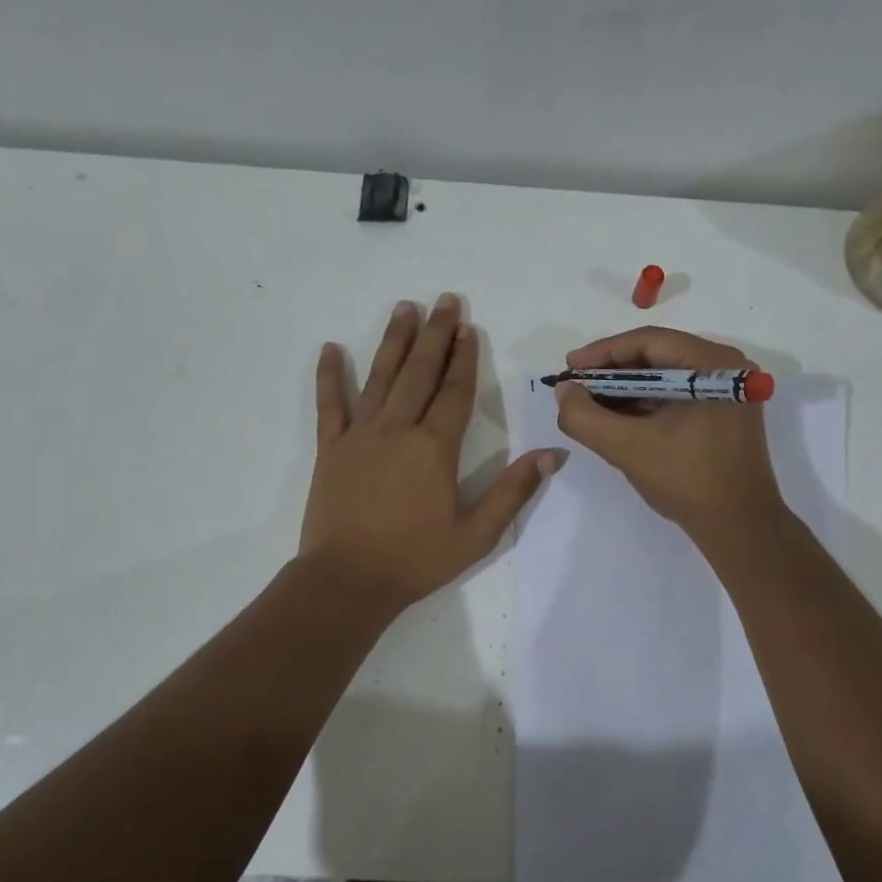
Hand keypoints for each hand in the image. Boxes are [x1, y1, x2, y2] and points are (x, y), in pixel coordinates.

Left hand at [300, 295, 560, 611]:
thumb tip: (552, 455)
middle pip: (420, 371)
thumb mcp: (477, 533)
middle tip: (444, 300)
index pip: (454, 391)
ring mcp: (360, 435)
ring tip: (404, 308)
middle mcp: (398, 429)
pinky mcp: (331, 448)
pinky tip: (330, 348)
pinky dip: (330, 376)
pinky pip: (330, 404)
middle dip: (435, 334)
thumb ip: (514, 491)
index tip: (469, 327)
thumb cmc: (416, 559)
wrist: (347, 581)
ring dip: (394, 340)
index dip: (464, 357)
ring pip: (380, 376)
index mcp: (435, 447)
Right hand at [555, 326, 785, 542]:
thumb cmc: (688, 480)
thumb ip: (585, 417)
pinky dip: (645, 404)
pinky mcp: (724, 412)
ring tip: (589, 403)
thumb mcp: (627, 448)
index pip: (649, 342)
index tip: (569, 368)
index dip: (602, 353)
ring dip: (626, 389)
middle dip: (612, 372)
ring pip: (665, 377)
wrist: (738, 527)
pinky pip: (677, 396)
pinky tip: (617, 417)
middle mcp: (726, 367)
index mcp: (713, 364)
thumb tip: (565, 390)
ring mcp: (728, 391)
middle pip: (658, 356)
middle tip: (576, 386)